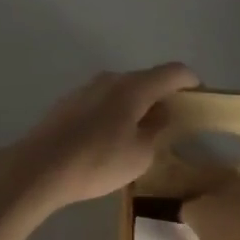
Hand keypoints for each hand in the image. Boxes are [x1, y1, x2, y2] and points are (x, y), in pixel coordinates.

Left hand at [5, 63, 201, 211]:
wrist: (40, 167)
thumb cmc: (97, 161)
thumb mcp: (140, 155)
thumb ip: (157, 130)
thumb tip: (161, 114)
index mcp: (134, 87)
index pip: (173, 72)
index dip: (190, 81)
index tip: (199, 95)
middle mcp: (111, 79)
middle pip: (146, 79)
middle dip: (162, 95)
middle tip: (173, 120)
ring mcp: (87, 88)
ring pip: (122, 90)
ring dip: (137, 104)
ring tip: (142, 131)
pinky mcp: (69, 102)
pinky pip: (103, 100)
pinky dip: (116, 111)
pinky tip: (112, 137)